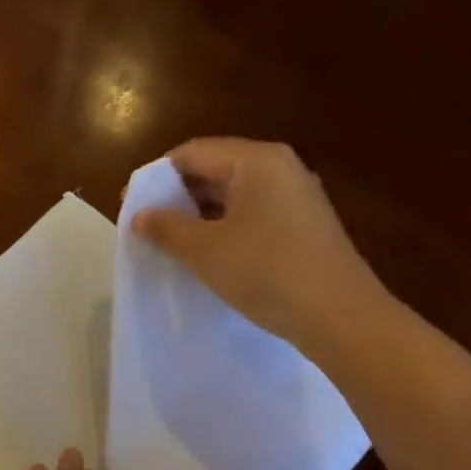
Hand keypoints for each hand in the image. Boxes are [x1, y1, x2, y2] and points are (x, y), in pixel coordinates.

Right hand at [132, 138, 388, 358]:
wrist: (340, 316)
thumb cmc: (266, 272)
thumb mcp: (206, 250)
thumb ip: (167, 228)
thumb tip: (139, 215)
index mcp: (256, 160)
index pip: (192, 152)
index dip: (155, 177)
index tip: (130, 206)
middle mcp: (280, 168)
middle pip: (214, 169)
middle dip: (177, 197)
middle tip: (148, 227)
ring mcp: (296, 197)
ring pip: (234, 195)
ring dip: (200, 216)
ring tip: (171, 244)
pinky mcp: (304, 226)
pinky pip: (253, 215)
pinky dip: (225, 228)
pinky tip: (210, 256)